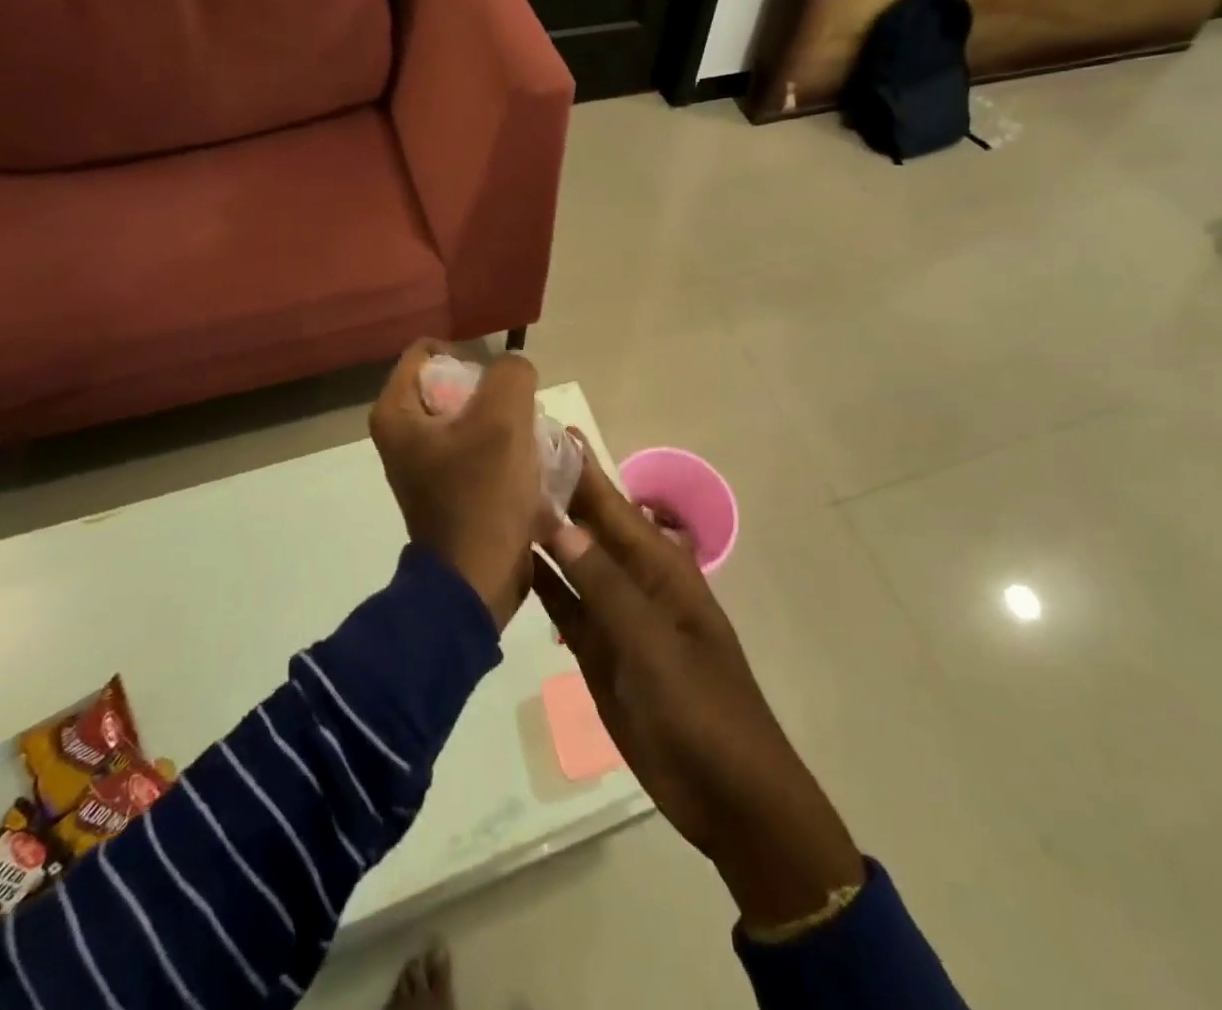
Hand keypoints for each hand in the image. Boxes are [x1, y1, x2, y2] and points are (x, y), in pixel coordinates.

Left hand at [369, 340, 550, 631]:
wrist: (478, 579)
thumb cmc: (483, 494)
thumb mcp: (504, 418)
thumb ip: (511, 374)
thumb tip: (514, 372)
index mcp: (396, 413)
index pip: (428, 352)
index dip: (468, 356)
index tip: (499, 384)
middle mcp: (402, 435)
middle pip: (452, 385)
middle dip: (492, 394)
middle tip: (518, 415)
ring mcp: (425, 464)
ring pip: (471, 418)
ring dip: (504, 424)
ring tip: (528, 443)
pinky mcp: (448, 488)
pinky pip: (478, 449)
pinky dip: (502, 451)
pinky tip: (527, 467)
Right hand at [532, 442, 862, 931]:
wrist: (726, 793)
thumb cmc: (701, 709)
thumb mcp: (653, 644)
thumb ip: (604, 585)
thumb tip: (557, 523)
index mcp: (659, 566)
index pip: (611, 504)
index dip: (579, 467)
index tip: (540, 427)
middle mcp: (633, 579)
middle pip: (588, 527)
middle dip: (553, 493)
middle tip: (502, 456)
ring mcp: (614, 615)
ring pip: (571, 563)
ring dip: (541, 535)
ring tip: (495, 499)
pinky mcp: (598, 649)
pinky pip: (564, 606)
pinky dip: (541, 584)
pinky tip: (509, 562)